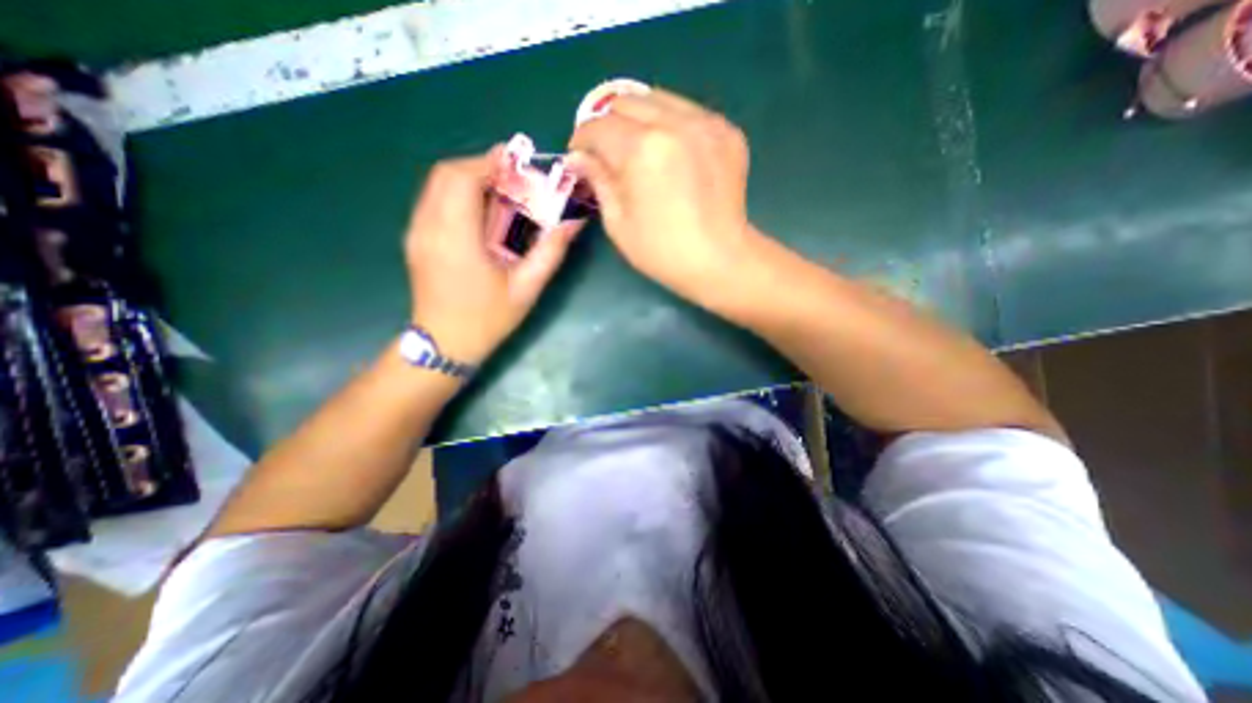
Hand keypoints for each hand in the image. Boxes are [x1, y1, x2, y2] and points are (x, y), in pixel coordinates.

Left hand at [410, 148, 588, 366]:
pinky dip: (458, 195)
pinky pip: (433, 201)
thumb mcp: (527, 287)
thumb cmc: (488, 319)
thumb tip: (574, 222)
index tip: (518, 163)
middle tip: (513, 179)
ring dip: (470, 180)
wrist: (444, 344)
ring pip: (437, 185)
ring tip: (501, 195)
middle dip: (482, 167)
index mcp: (456, 237)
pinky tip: (481, 214)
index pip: (463, 178)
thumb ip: (551, 251)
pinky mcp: (415, 238)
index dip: (491, 162)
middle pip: (447, 174)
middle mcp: (429, 226)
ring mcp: (417, 231)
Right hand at [568, 87, 763, 306]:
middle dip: (608, 124)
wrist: (721, 260)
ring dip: (639, 119)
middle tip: (607, 152)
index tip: (580, 156)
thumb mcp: (619, 223)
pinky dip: (671, 125)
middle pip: (625, 100)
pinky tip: (672, 154)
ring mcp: (705, 123)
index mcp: (642, 149)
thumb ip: (598, 181)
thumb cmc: (663, 252)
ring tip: (639, 149)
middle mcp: (674, 123)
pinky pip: (688, 112)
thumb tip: (579, 158)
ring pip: (658, 98)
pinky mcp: (726, 131)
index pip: (598, 126)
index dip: (582, 140)